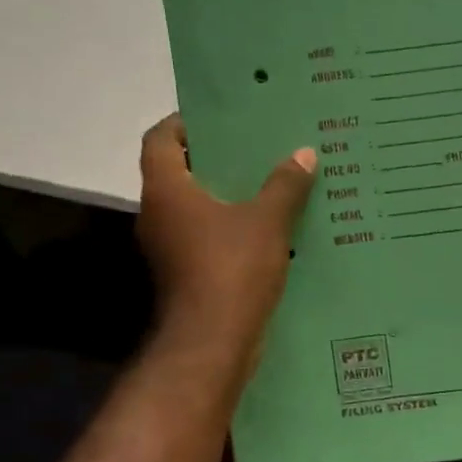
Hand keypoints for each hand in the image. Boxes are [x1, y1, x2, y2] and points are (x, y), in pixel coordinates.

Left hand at [134, 114, 315, 364]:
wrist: (213, 342)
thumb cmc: (232, 269)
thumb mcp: (267, 221)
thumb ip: (285, 185)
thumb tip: (304, 153)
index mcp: (167, 190)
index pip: (160, 138)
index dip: (184, 123)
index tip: (220, 119)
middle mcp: (157, 214)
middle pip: (179, 172)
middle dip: (215, 159)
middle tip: (255, 149)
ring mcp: (168, 248)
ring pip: (195, 209)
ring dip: (226, 197)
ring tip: (269, 186)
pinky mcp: (185, 274)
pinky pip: (206, 238)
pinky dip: (230, 229)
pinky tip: (268, 229)